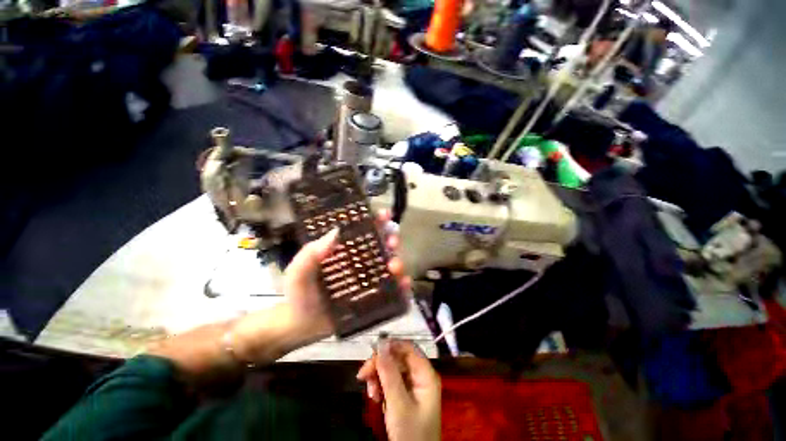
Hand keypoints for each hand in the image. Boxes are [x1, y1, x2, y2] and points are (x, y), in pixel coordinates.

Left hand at [280, 209, 411, 346]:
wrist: (301, 327)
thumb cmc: (299, 295)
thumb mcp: (298, 271)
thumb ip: (310, 253)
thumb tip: (336, 232)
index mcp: (345, 251)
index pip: (363, 230)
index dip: (376, 220)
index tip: (385, 215)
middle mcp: (360, 262)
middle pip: (382, 245)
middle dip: (391, 239)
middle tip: (392, 241)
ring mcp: (369, 280)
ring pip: (390, 265)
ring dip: (398, 261)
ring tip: (393, 266)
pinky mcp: (374, 298)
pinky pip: (393, 291)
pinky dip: (402, 287)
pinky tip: (402, 285)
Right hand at [357, 339, 440, 440]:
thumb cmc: (410, 434)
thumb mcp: (398, 404)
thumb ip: (389, 374)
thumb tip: (381, 345)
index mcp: (425, 374)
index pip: (409, 348)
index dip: (391, 346)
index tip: (373, 351)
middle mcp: (420, 375)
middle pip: (398, 358)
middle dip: (380, 365)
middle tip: (363, 375)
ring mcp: (413, 385)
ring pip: (392, 369)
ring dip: (378, 377)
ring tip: (370, 392)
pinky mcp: (405, 395)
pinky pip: (390, 381)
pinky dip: (380, 386)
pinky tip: (374, 397)